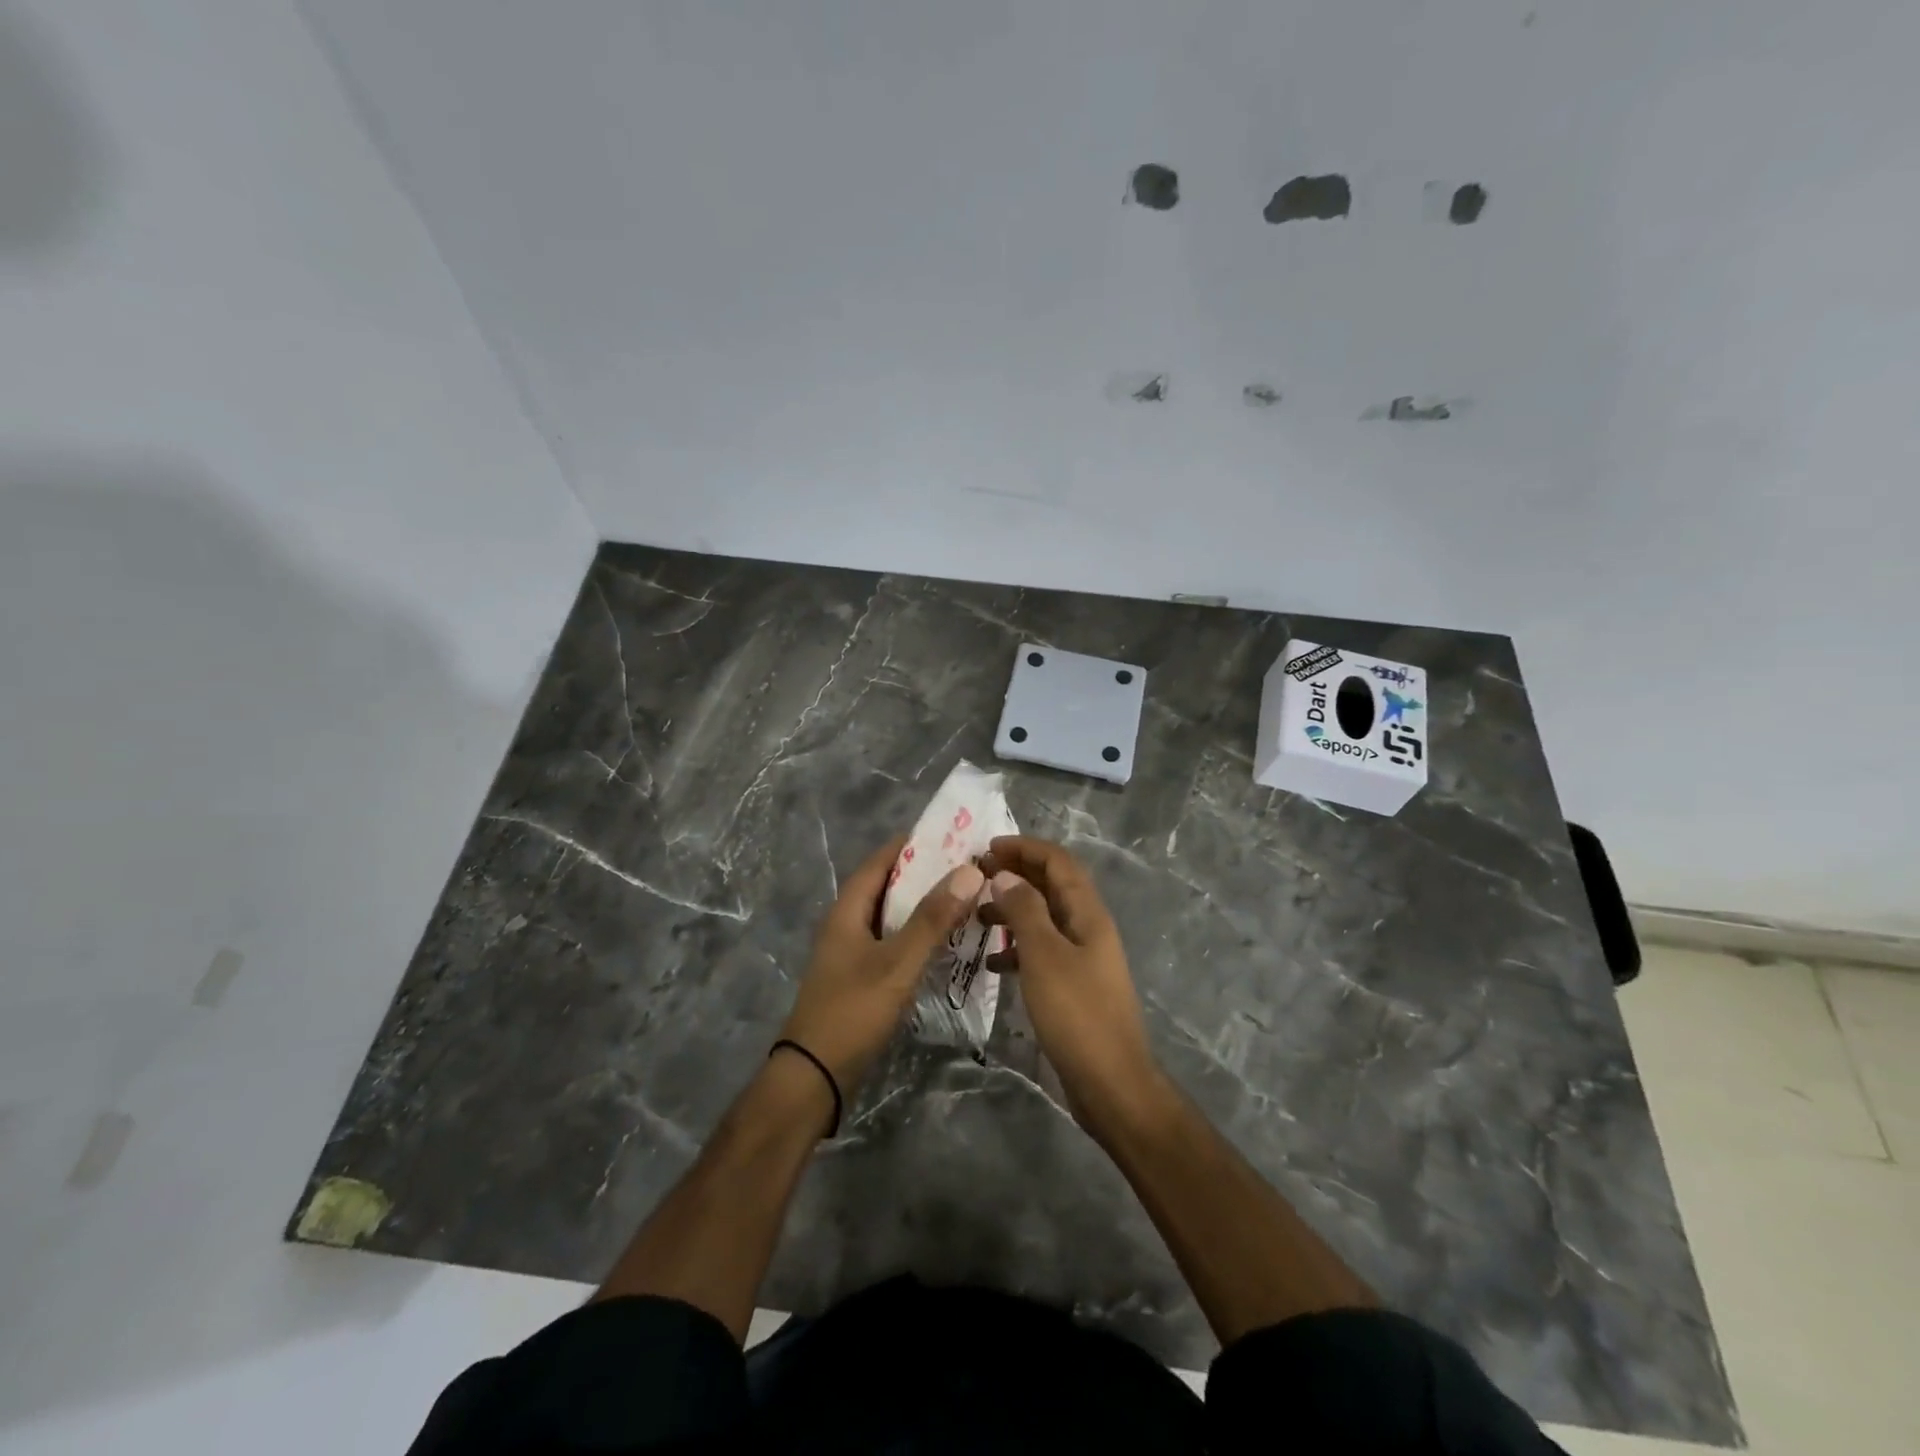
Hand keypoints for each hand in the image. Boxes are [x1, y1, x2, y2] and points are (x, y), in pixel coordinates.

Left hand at [779, 835, 983, 1095]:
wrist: (815, 1076)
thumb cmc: (852, 1011)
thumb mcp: (897, 963)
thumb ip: (932, 919)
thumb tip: (969, 871)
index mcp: (848, 910)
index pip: (880, 862)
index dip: (912, 845)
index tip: (951, 836)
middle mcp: (847, 924)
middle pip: (888, 888)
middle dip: (925, 876)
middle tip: (967, 869)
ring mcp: (852, 953)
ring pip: (892, 918)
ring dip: (924, 908)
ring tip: (964, 901)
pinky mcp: (860, 978)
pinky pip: (893, 944)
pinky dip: (918, 937)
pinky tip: (945, 945)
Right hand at [979, 835, 1163, 1126]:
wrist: (1111, 1083)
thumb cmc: (1077, 1014)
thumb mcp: (1044, 955)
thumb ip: (1025, 910)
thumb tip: (1005, 874)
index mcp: (1088, 913)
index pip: (1058, 862)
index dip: (1025, 848)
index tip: (986, 847)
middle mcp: (1088, 928)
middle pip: (1052, 886)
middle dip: (1016, 874)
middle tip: (976, 876)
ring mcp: (1082, 958)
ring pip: (1044, 919)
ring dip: (1013, 910)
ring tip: (976, 916)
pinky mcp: (1073, 986)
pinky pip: (1042, 952)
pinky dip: (1017, 948)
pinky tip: (993, 962)